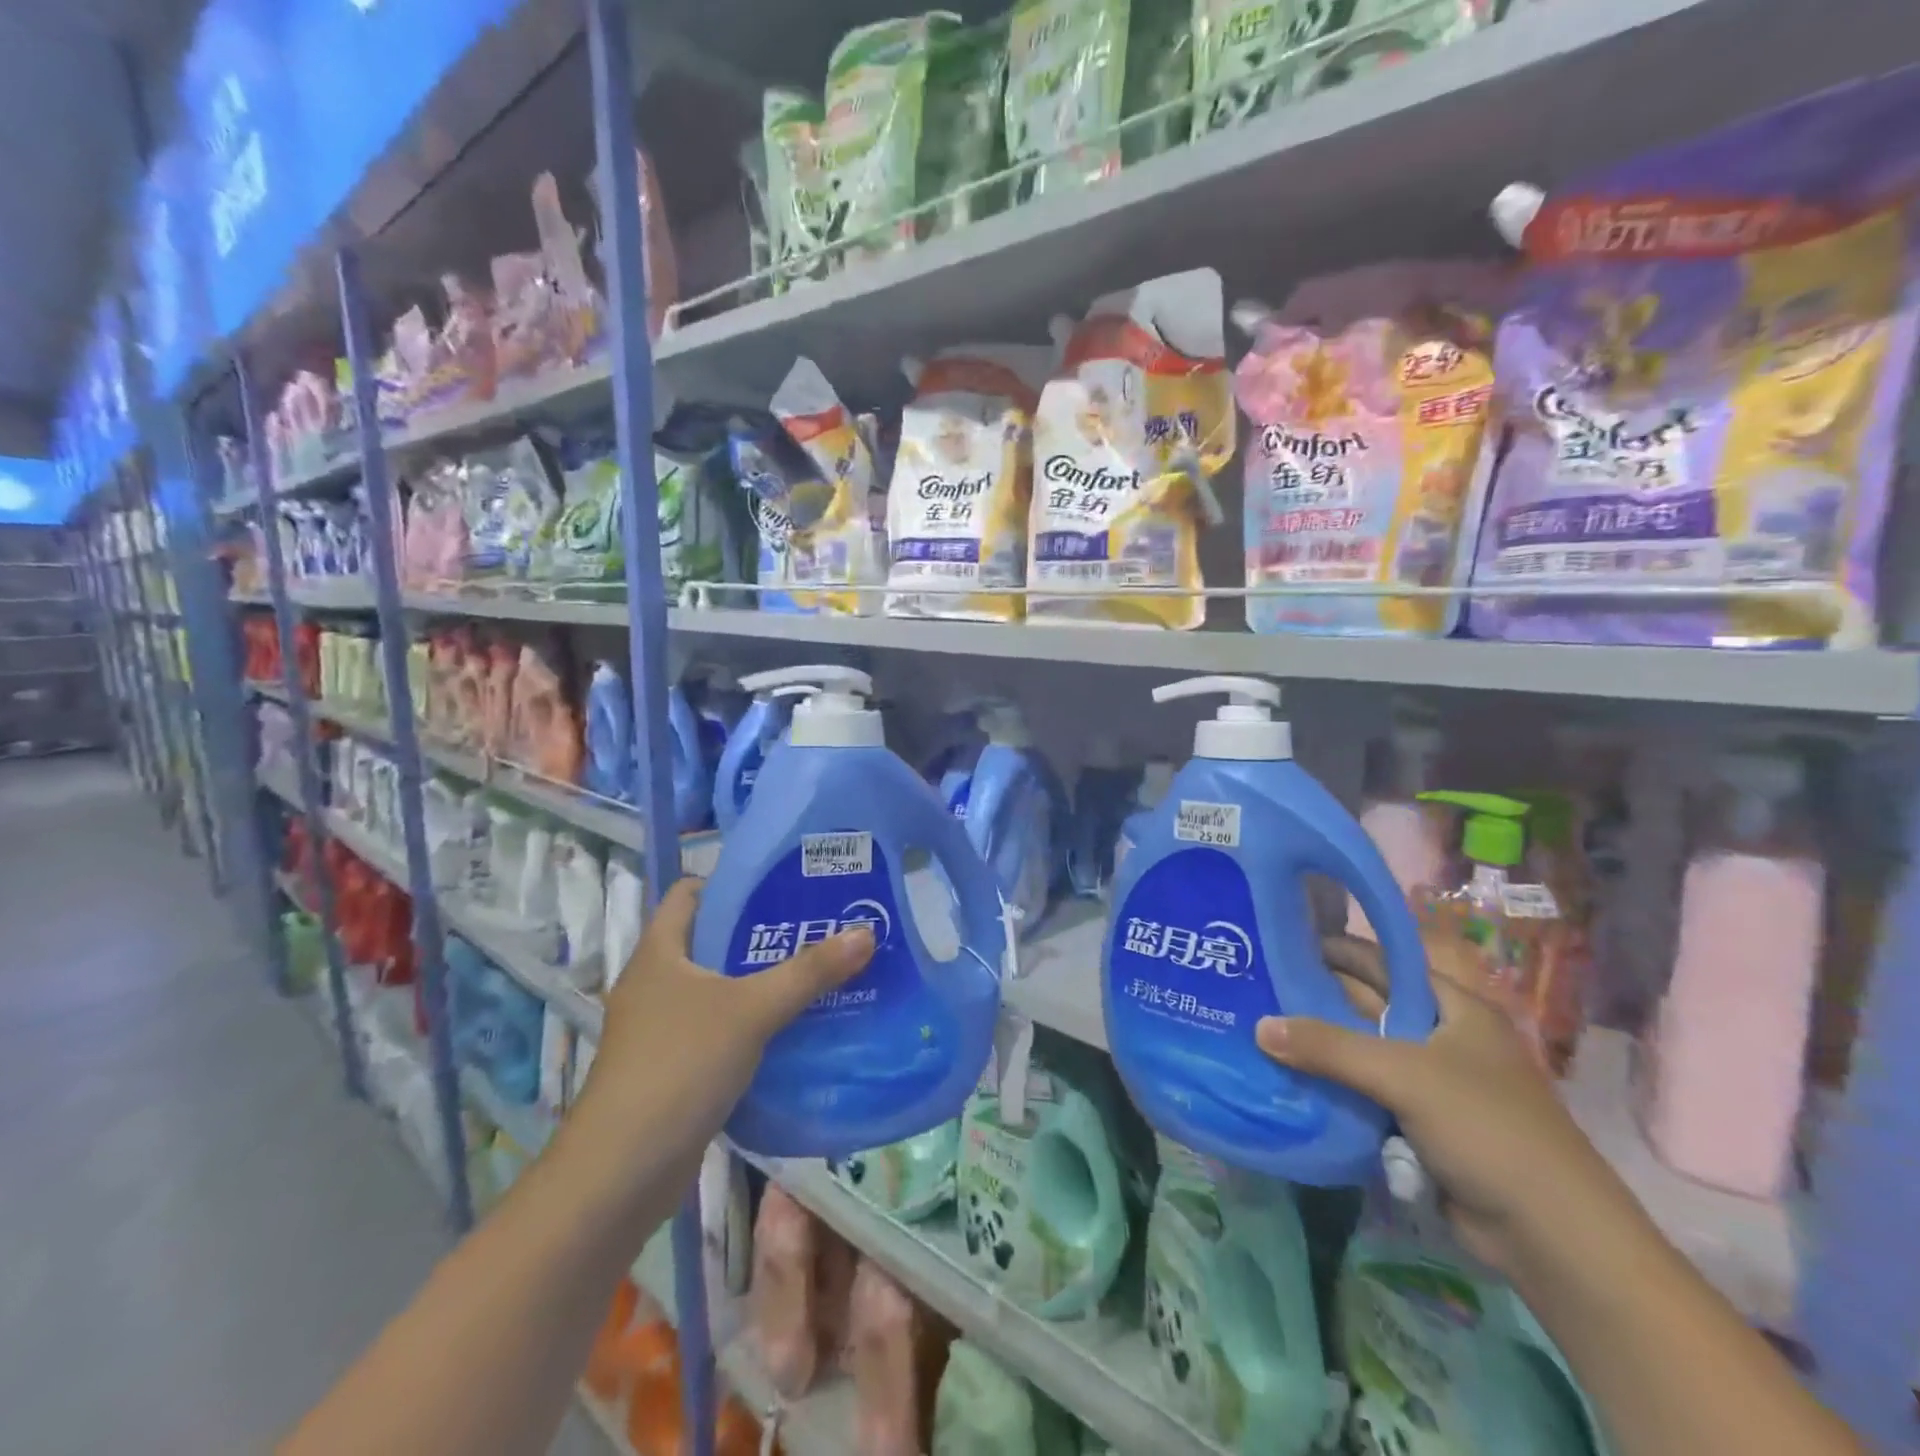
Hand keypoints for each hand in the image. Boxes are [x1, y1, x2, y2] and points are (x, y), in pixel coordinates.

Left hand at [571, 878, 875, 1187]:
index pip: (688, 894)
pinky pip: (719, 1031)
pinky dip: (752, 1026)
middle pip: (710, 941)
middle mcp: (655, 984)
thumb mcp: (750, 1011)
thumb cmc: (678, 1067)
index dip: (730, 881)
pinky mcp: (672, 1069)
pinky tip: (792, 1030)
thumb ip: (809, 972)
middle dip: (760, 933)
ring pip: (718, 990)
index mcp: (659, 954)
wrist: (621, 1174)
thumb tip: (865, 932)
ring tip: (816, 973)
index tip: (780, 883)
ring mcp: (660, 1030)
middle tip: (815, 926)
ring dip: (759, 983)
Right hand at [1256, 933, 1625, 1275]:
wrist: (1552, 1237)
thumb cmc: (1487, 1129)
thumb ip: (1329, 1047)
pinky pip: (1365, 1093)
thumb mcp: (1404, 1075)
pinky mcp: (1420, 1124)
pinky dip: (1333, 1087)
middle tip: (1255, 987)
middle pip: (1368, 1007)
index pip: (1383, 961)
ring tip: (1257, 1029)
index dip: (1335, 948)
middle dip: (1317, 999)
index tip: (1279, 942)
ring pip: (1362, 1053)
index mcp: (1454, 1007)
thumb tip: (1259, 1026)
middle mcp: (1442, 1037)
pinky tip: (1288, 1080)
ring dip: (1320, 1048)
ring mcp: (1432, 1083)